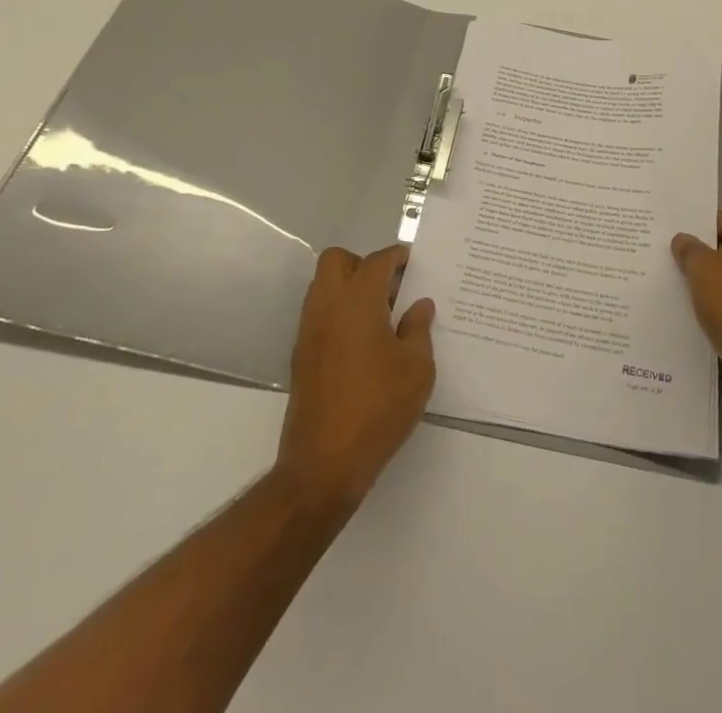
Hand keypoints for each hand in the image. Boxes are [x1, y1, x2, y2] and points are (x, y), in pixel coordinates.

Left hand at [275, 244, 435, 512]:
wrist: (324, 463)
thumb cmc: (378, 407)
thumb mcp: (416, 368)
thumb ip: (418, 329)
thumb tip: (419, 305)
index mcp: (357, 300)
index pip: (377, 261)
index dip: (398, 257)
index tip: (415, 264)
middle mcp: (327, 306)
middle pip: (337, 260)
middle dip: (363, 264)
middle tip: (390, 288)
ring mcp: (309, 331)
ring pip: (323, 286)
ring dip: (349, 288)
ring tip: (381, 316)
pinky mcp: (301, 356)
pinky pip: (319, 314)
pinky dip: (339, 314)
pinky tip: (364, 343)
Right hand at [672, 210, 721, 411]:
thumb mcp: (703, 268)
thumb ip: (689, 249)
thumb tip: (683, 240)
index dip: (702, 225)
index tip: (677, 239)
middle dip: (704, 255)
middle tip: (673, 261)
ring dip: (711, 285)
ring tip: (680, 290)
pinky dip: (721, 309)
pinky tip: (698, 317)